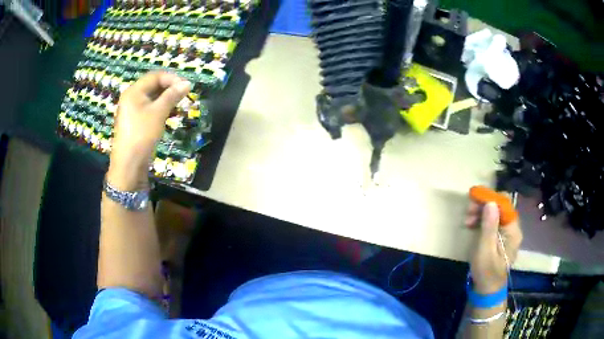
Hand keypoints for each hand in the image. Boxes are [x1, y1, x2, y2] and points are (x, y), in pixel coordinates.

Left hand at [108, 71, 190, 189]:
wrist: (128, 164)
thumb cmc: (142, 135)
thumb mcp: (158, 113)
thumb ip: (172, 96)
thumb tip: (187, 83)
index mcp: (134, 91)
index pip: (155, 76)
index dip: (172, 78)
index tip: (186, 86)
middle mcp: (132, 97)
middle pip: (153, 85)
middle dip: (169, 87)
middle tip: (184, 95)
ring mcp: (132, 109)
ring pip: (152, 97)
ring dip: (166, 98)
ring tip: (179, 104)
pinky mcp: (135, 120)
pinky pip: (149, 107)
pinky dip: (160, 107)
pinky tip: (169, 113)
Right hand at [465, 201, 522, 293]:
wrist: (487, 289)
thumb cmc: (486, 271)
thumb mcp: (485, 250)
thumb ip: (489, 226)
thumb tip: (491, 202)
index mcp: (513, 230)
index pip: (505, 204)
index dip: (490, 197)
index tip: (474, 196)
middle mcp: (512, 227)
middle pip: (500, 206)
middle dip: (484, 205)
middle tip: (468, 211)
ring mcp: (506, 232)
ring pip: (495, 212)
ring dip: (480, 212)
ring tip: (467, 220)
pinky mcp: (499, 236)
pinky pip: (492, 221)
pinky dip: (481, 219)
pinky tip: (472, 224)